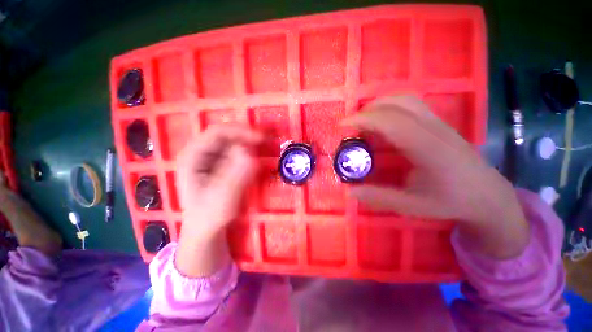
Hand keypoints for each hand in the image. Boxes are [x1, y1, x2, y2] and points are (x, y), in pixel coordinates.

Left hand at [175, 126, 261, 276]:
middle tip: (266, 142)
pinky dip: (248, 153)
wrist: (207, 230)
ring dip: (248, 144)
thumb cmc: (210, 216)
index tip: (261, 138)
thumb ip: (236, 173)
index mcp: (193, 157)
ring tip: (263, 149)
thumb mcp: (223, 196)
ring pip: (232, 144)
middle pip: (226, 136)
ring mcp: (211, 159)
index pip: (217, 133)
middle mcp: (201, 154)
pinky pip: (236, 154)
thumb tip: (248, 150)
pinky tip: (255, 159)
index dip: (240, 131)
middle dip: (246, 137)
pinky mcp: (221, 166)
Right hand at [344, 96, 528, 258]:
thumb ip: (378, 197)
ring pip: (406, 100)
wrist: (488, 195)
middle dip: (367, 110)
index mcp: (428, 149)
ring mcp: (438, 123)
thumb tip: (349, 191)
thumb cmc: (451, 202)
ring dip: (379, 105)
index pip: (391, 122)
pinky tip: (382, 124)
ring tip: (363, 122)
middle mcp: (434, 129)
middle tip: (350, 126)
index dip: (362, 119)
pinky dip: (390, 108)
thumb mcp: (411, 206)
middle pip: (397, 103)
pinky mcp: (439, 124)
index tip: (341, 125)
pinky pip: (411, 106)